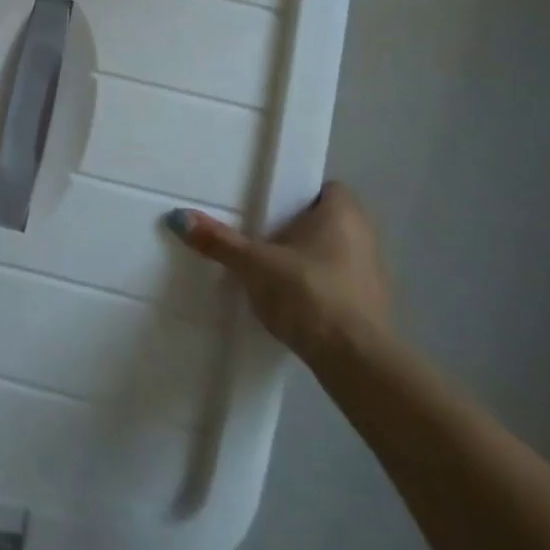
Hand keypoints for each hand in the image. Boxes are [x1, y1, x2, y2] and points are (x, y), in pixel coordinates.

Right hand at [167, 183, 389, 363]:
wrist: (355, 362)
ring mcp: (371, 275)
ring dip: (306, 258)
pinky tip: (289, 299)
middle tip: (259, 230)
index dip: (298, 192)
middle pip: (326, 221)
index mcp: (343, 213)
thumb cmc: (309, 293)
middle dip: (296, 226)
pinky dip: (316, 286)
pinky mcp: (370, 309)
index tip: (269, 201)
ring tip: (268, 266)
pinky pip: (337, 283)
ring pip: (332, 253)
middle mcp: (364, 236)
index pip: (324, 188)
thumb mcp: (254, 264)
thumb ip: (219, 241)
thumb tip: (178, 217)